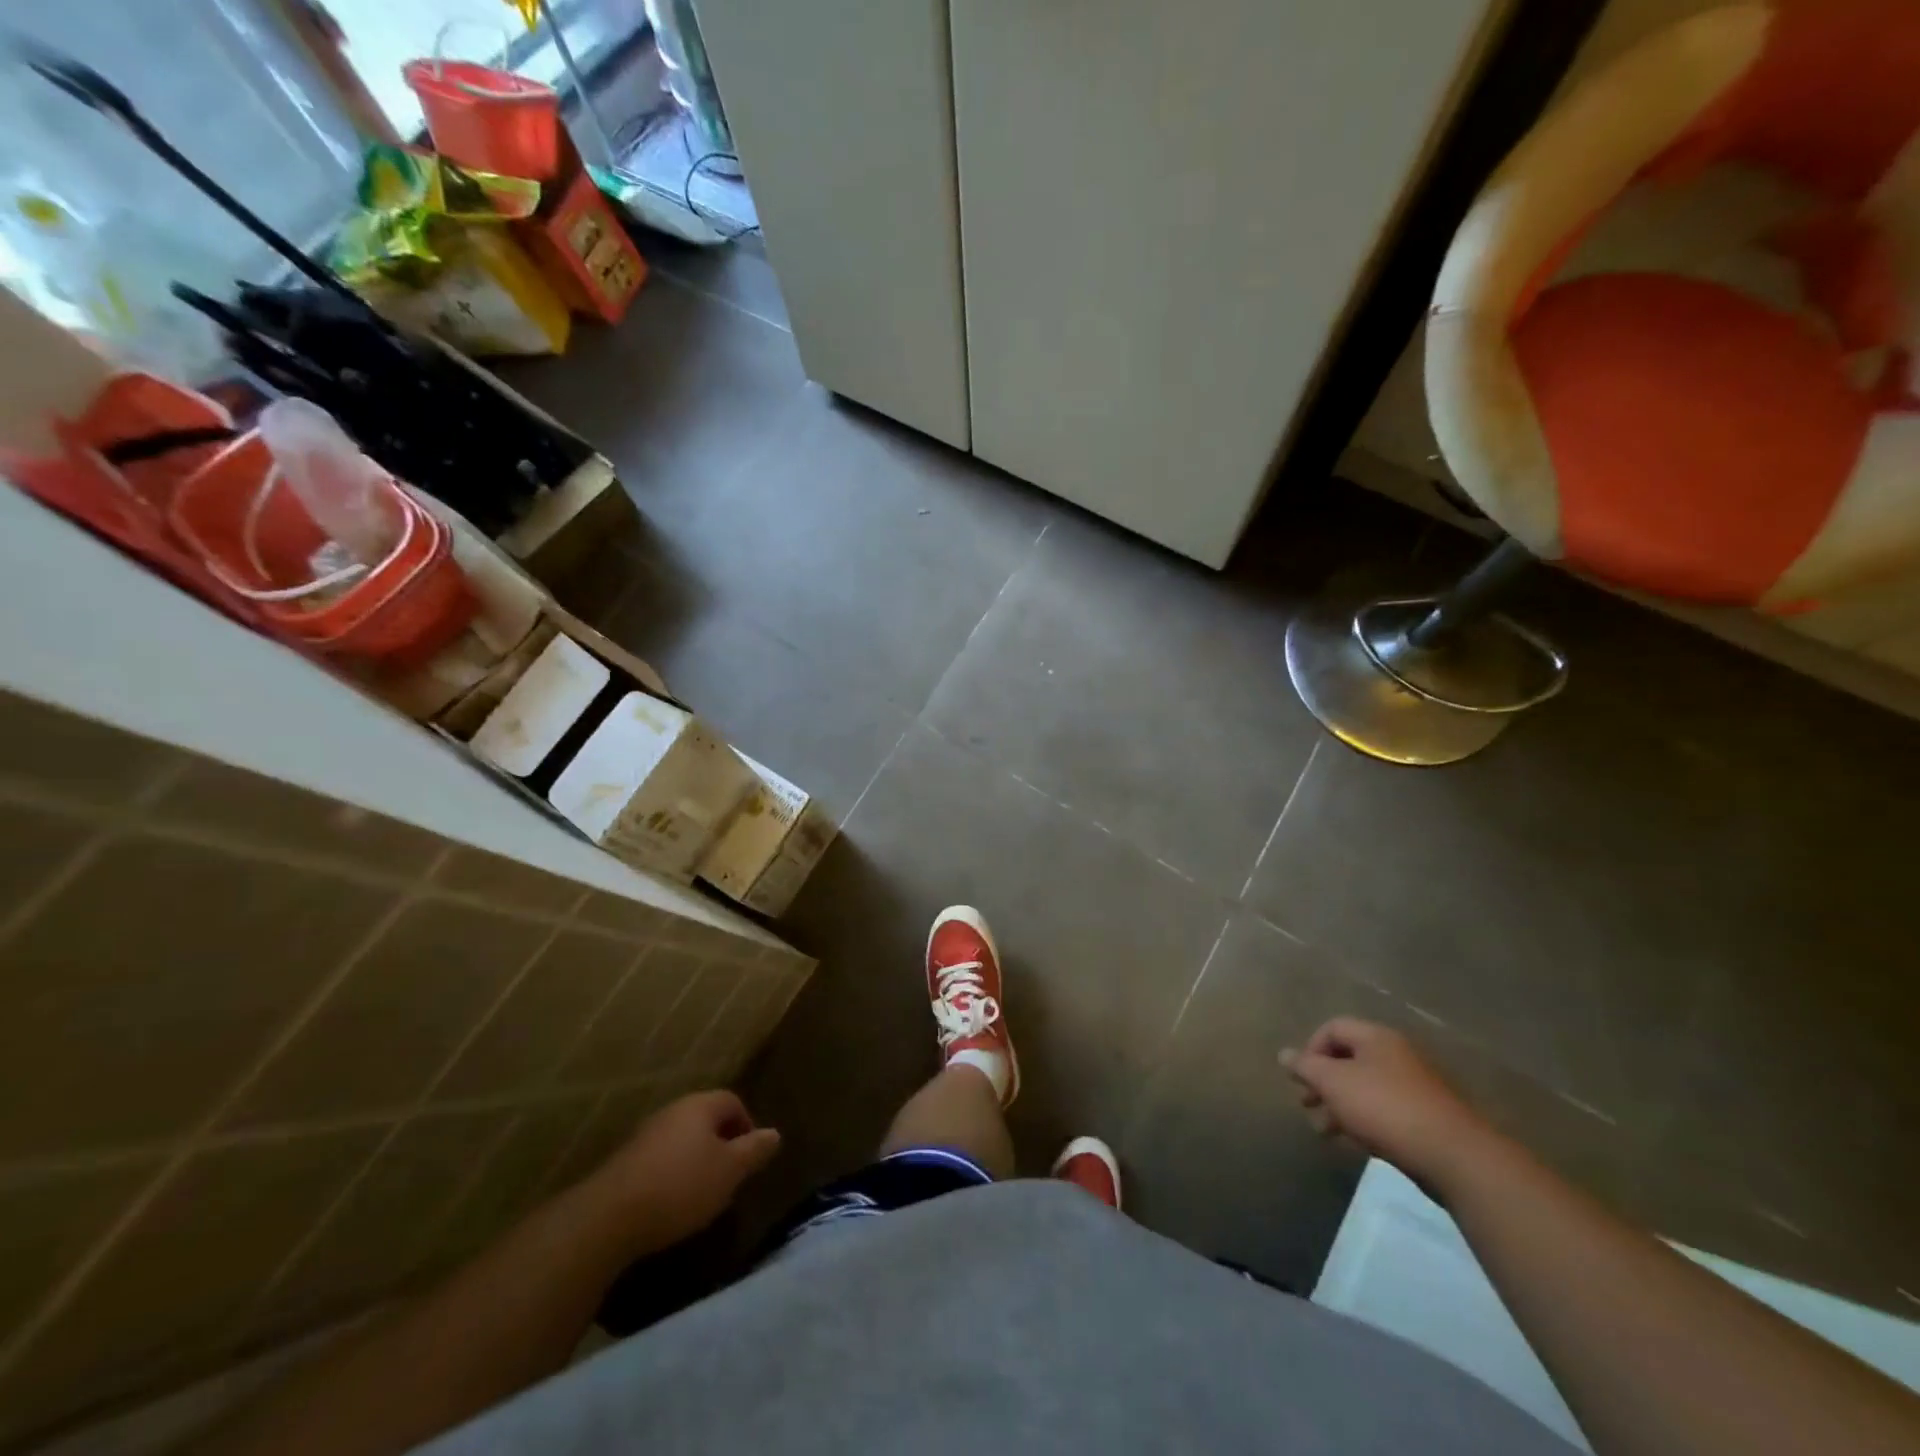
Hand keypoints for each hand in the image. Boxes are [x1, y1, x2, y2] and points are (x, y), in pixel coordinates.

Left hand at [591, 1090, 781, 1252]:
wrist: (608, 1218)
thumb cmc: (681, 1186)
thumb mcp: (729, 1171)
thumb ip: (754, 1150)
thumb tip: (774, 1133)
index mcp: (700, 1105)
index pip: (733, 1102)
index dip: (747, 1126)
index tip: (750, 1158)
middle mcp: (673, 1111)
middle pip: (706, 1119)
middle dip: (721, 1145)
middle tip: (729, 1177)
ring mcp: (645, 1135)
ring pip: (682, 1140)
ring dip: (696, 1161)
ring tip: (702, 1195)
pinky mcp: (625, 1162)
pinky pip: (660, 1160)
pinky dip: (672, 1175)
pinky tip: (671, 1204)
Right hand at [1280, 1018, 1489, 1186]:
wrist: (1455, 1157)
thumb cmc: (1385, 1108)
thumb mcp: (1334, 1083)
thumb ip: (1305, 1066)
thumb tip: (1284, 1054)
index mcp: (1376, 1037)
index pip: (1332, 1028)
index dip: (1309, 1049)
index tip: (1301, 1079)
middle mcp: (1397, 1054)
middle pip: (1348, 1059)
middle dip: (1322, 1082)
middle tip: (1307, 1106)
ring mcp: (1415, 1086)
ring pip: (1365, 1087)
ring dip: (1340, 1105)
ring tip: (1326, 1132)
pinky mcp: (1427, 1117)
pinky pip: (1385, 1109)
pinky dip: (1365, 1120)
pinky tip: (1358, 1142)